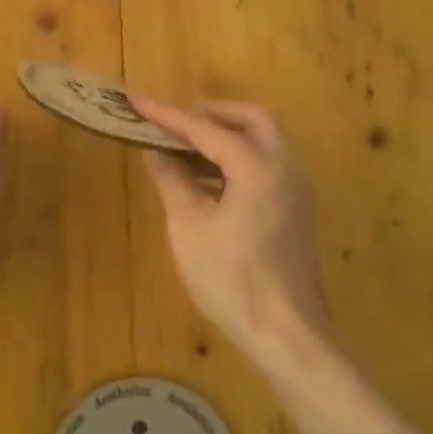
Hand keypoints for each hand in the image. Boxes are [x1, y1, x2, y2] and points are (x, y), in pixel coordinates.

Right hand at [131, 96, 329, 362]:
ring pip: (263, 141)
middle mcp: (284, 168)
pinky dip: (237, 159)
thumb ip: (172, 181)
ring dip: (225, 135)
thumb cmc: (231, 279)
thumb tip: (155, 152)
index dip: (168, 115)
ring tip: (184, 148)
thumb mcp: (189, 227)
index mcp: (257, 167)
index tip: (136, 99)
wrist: (286, 334)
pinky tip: (207, 180)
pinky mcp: (295, 211)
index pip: (206, 128)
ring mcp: (295, 190)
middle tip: (176, 122)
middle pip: (251, 119)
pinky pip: (267, 165)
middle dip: (211, 113)